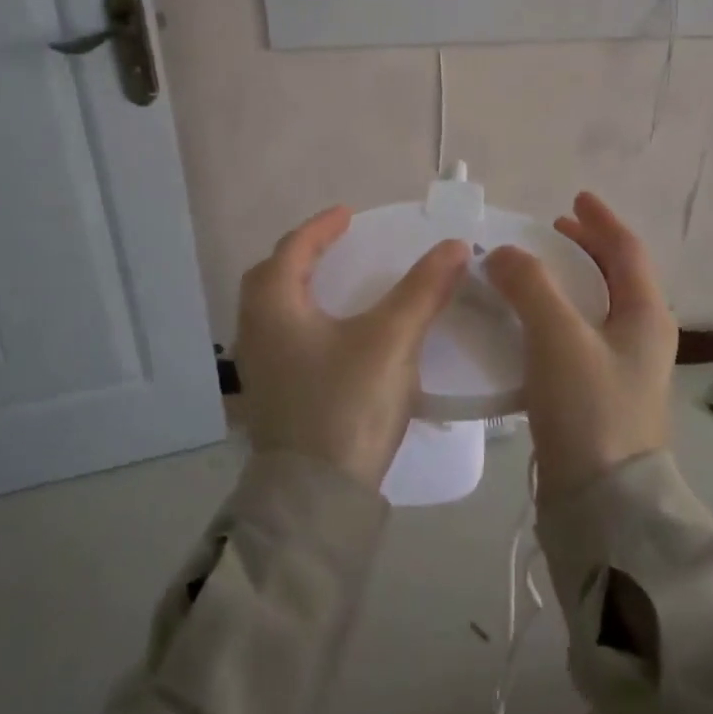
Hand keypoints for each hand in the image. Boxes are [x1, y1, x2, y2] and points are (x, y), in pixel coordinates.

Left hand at [235, 206, 469, 488]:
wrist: (316, 499)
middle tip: (337, 245)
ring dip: (301, 290)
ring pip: (274, 312)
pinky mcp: (272, 398)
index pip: (293, 249)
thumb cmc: (347, 405)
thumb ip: (423, 290)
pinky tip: (333, 336)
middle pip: (272, 278)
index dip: (321, 228)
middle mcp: (256, 332)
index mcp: (274, 308)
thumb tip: (456, 246)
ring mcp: (259, 369)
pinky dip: (304, 321)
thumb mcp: (391, 340)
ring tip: (336, 284)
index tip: (348, 214)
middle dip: (303, 255)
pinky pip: (283, 339)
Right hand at [485, 193, 677, 499]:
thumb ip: (530, 286)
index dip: (601, 220)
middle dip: (585, 248)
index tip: (575, 198)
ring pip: (595, 306)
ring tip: (533, 271)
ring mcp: (622, 368)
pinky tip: (526, 322)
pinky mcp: (599, 394)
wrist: (603, 501)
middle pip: (615, 276)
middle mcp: (642, 337)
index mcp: (646, 315)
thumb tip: (502, 253)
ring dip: (567, 281)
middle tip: (552, 230)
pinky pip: (577, 335)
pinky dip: (555, 314)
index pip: (627, 251)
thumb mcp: (559, 337)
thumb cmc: (590, 407)